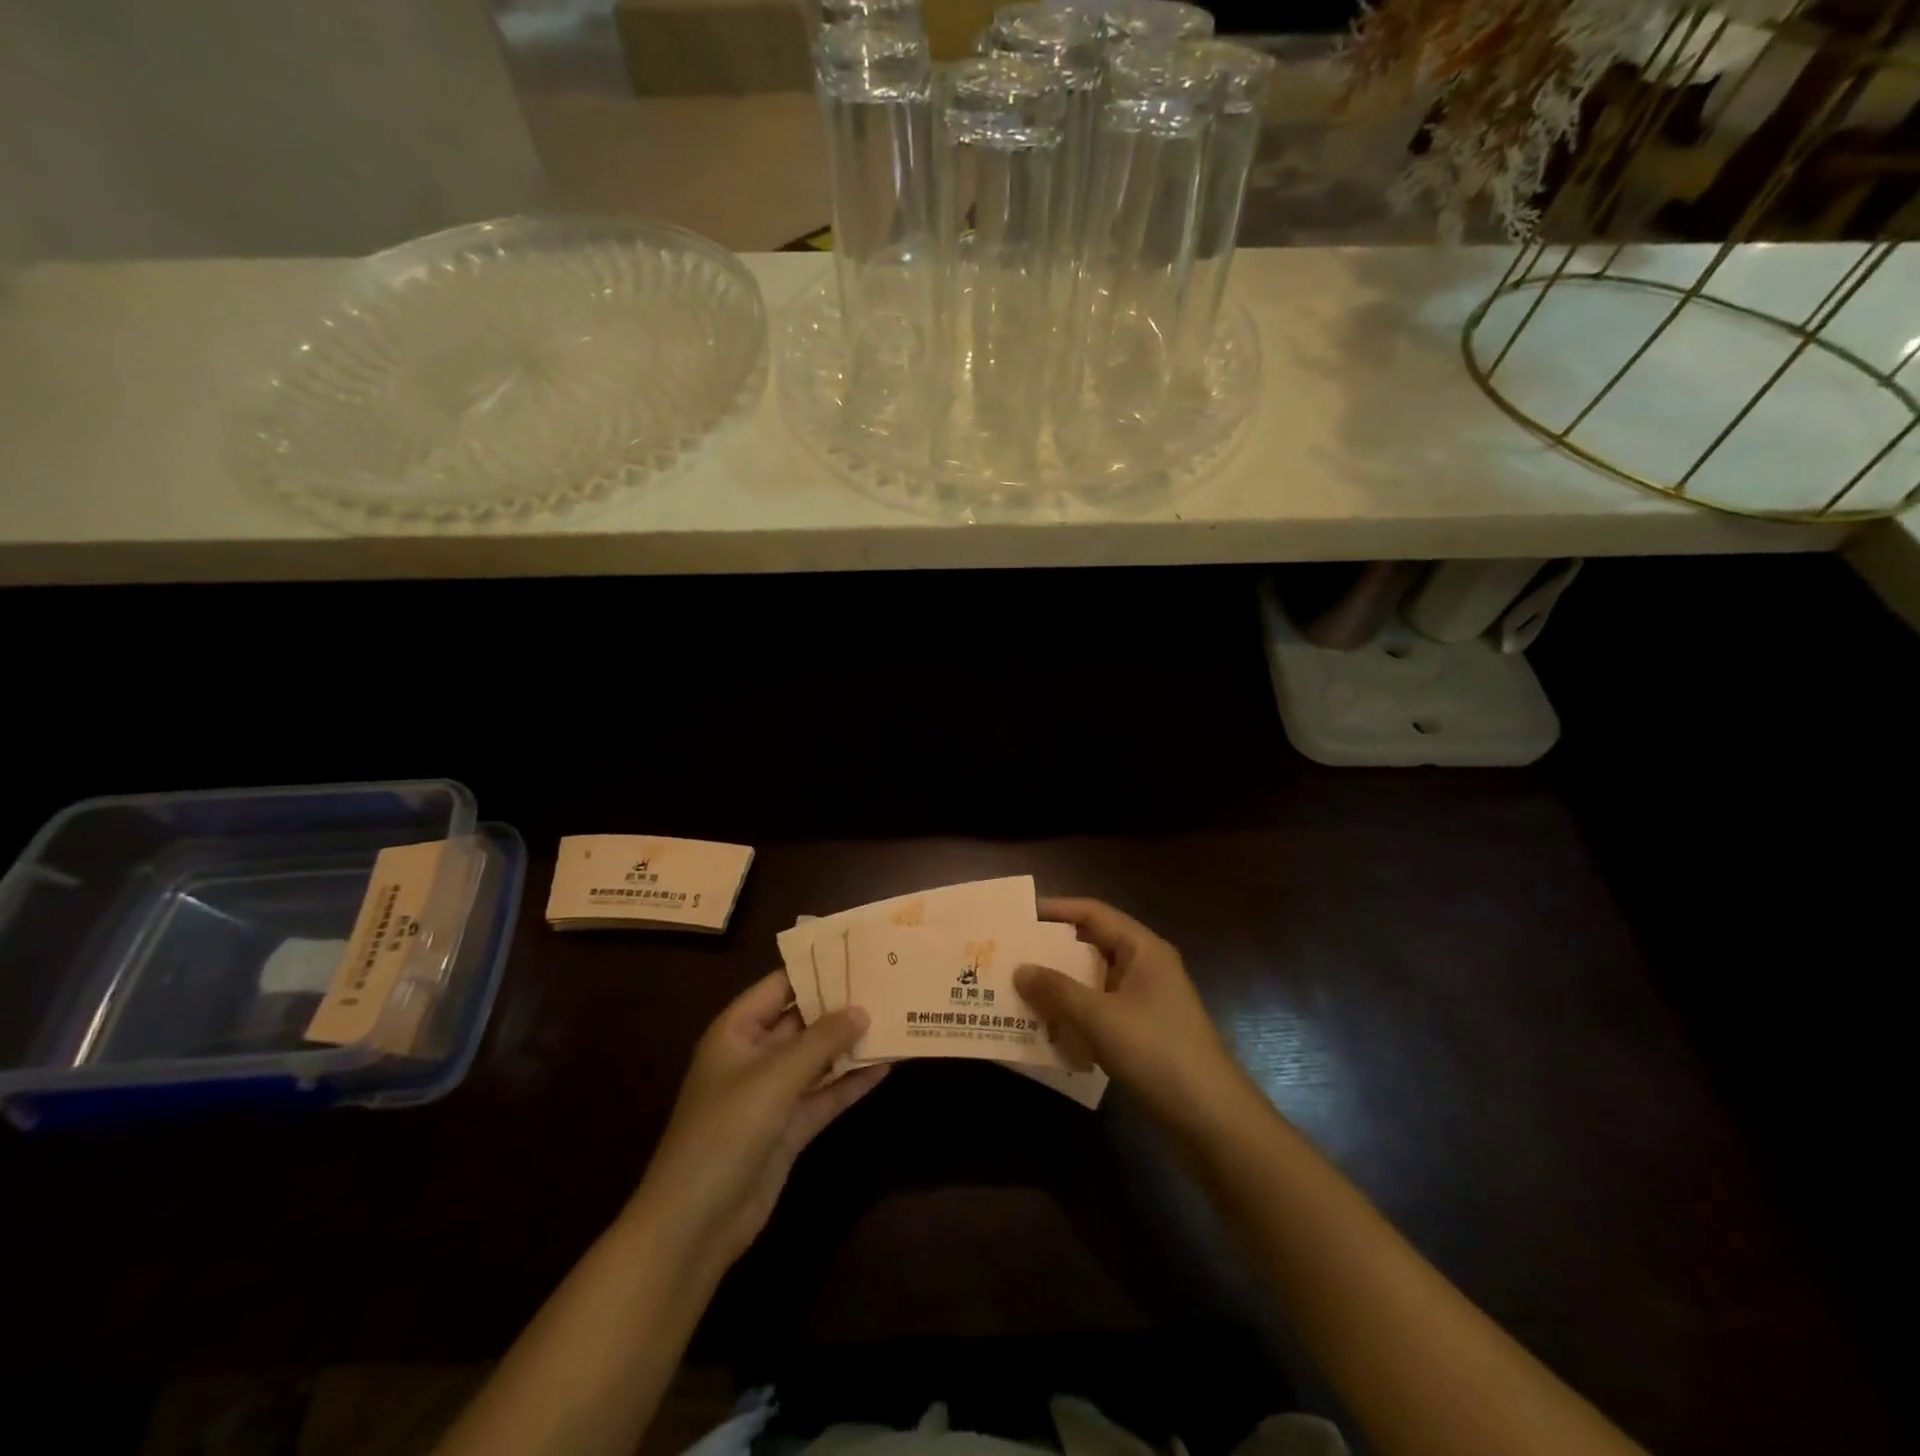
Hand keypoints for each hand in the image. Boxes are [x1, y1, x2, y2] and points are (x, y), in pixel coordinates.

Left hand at [630, 972, 886, 1272]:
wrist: (696, 1223)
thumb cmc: (726, 1130)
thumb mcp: (775, 1076)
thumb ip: (821, 1041)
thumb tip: (862, 1009)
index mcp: (737, 1030)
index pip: (780, 985)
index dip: (817, 968)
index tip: (859, 952)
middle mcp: (755, 1055)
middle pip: (803, 1020)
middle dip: (841, 1005)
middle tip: (888, 982)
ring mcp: (773, 1093)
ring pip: (818, 1058)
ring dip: (851, 1044)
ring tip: (895, 1018)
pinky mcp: (789, 1127)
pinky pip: (825, 1094)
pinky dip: (851, 1082)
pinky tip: (886, 1066)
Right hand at [1016, 897, 1246, 1134]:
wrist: (1210, 1117)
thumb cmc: (1156, 1051)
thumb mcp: (1100, 1017)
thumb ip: (1057, 990)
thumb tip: (1019, 969)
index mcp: (1143, 949)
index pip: (1093, 913)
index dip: (1056, 910)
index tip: (1019, 915)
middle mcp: (1146, 967)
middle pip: (1093, 945)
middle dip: (1053, 951)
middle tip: (1011, 954)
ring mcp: (1147, 1001)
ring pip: (1095, 981)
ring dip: (1061, 986)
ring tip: (1020, 990)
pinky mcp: (1144, 1032)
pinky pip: (1101, 1010)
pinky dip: (1075, 1013)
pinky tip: (1048, 1027)